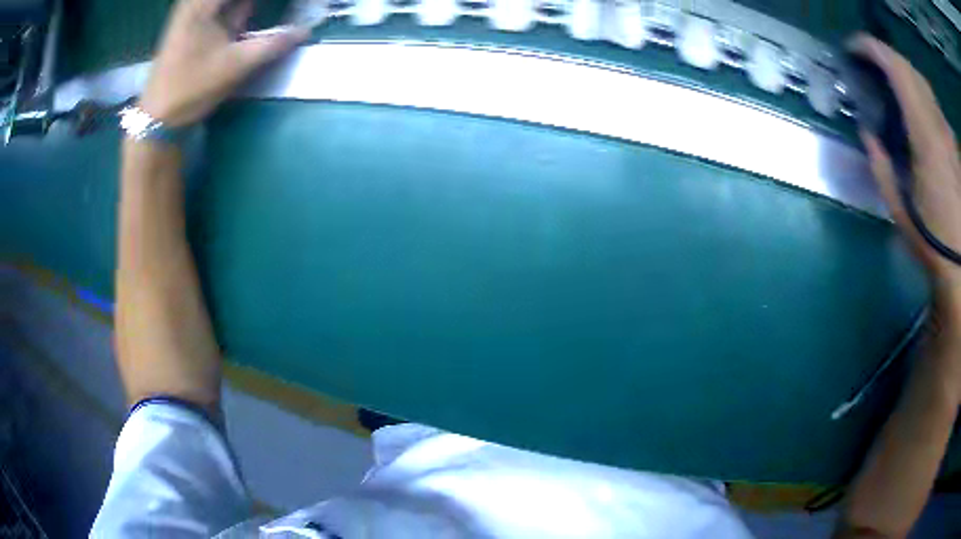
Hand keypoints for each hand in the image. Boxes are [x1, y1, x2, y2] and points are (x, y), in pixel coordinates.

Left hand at [139, 0, 309, 126]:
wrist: (157, 118)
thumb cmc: (193, 87)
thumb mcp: (237, 64)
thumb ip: (274, 44)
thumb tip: (305, 31)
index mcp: (203, 3)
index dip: (266, 1)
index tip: (292, 6)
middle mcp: (196, 2)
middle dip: (252, 6)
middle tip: (281, 9)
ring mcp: (194, 12)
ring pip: (227, 4)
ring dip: (246, 9)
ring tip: (267, 14)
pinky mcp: (194, 24)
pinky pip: (221, 8)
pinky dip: (238, 11)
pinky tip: (248, 16)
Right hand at [850, 35, 960, 309]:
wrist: (960, 267)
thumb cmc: (932, 242)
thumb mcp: (899, 209)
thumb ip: (881, 164)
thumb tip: (868, 133)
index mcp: (925, 134)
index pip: (896, 68)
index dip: (872, 48)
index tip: (853, 48)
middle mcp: (938, 123)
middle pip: (909, 68)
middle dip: (886, 56)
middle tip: (870, 64)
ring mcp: (947, 132)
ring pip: (922, 81)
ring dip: (904, 72)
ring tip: (892, 81)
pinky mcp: (952, 143)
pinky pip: (933, 102)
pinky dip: (920, 92)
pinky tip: (916, 106)